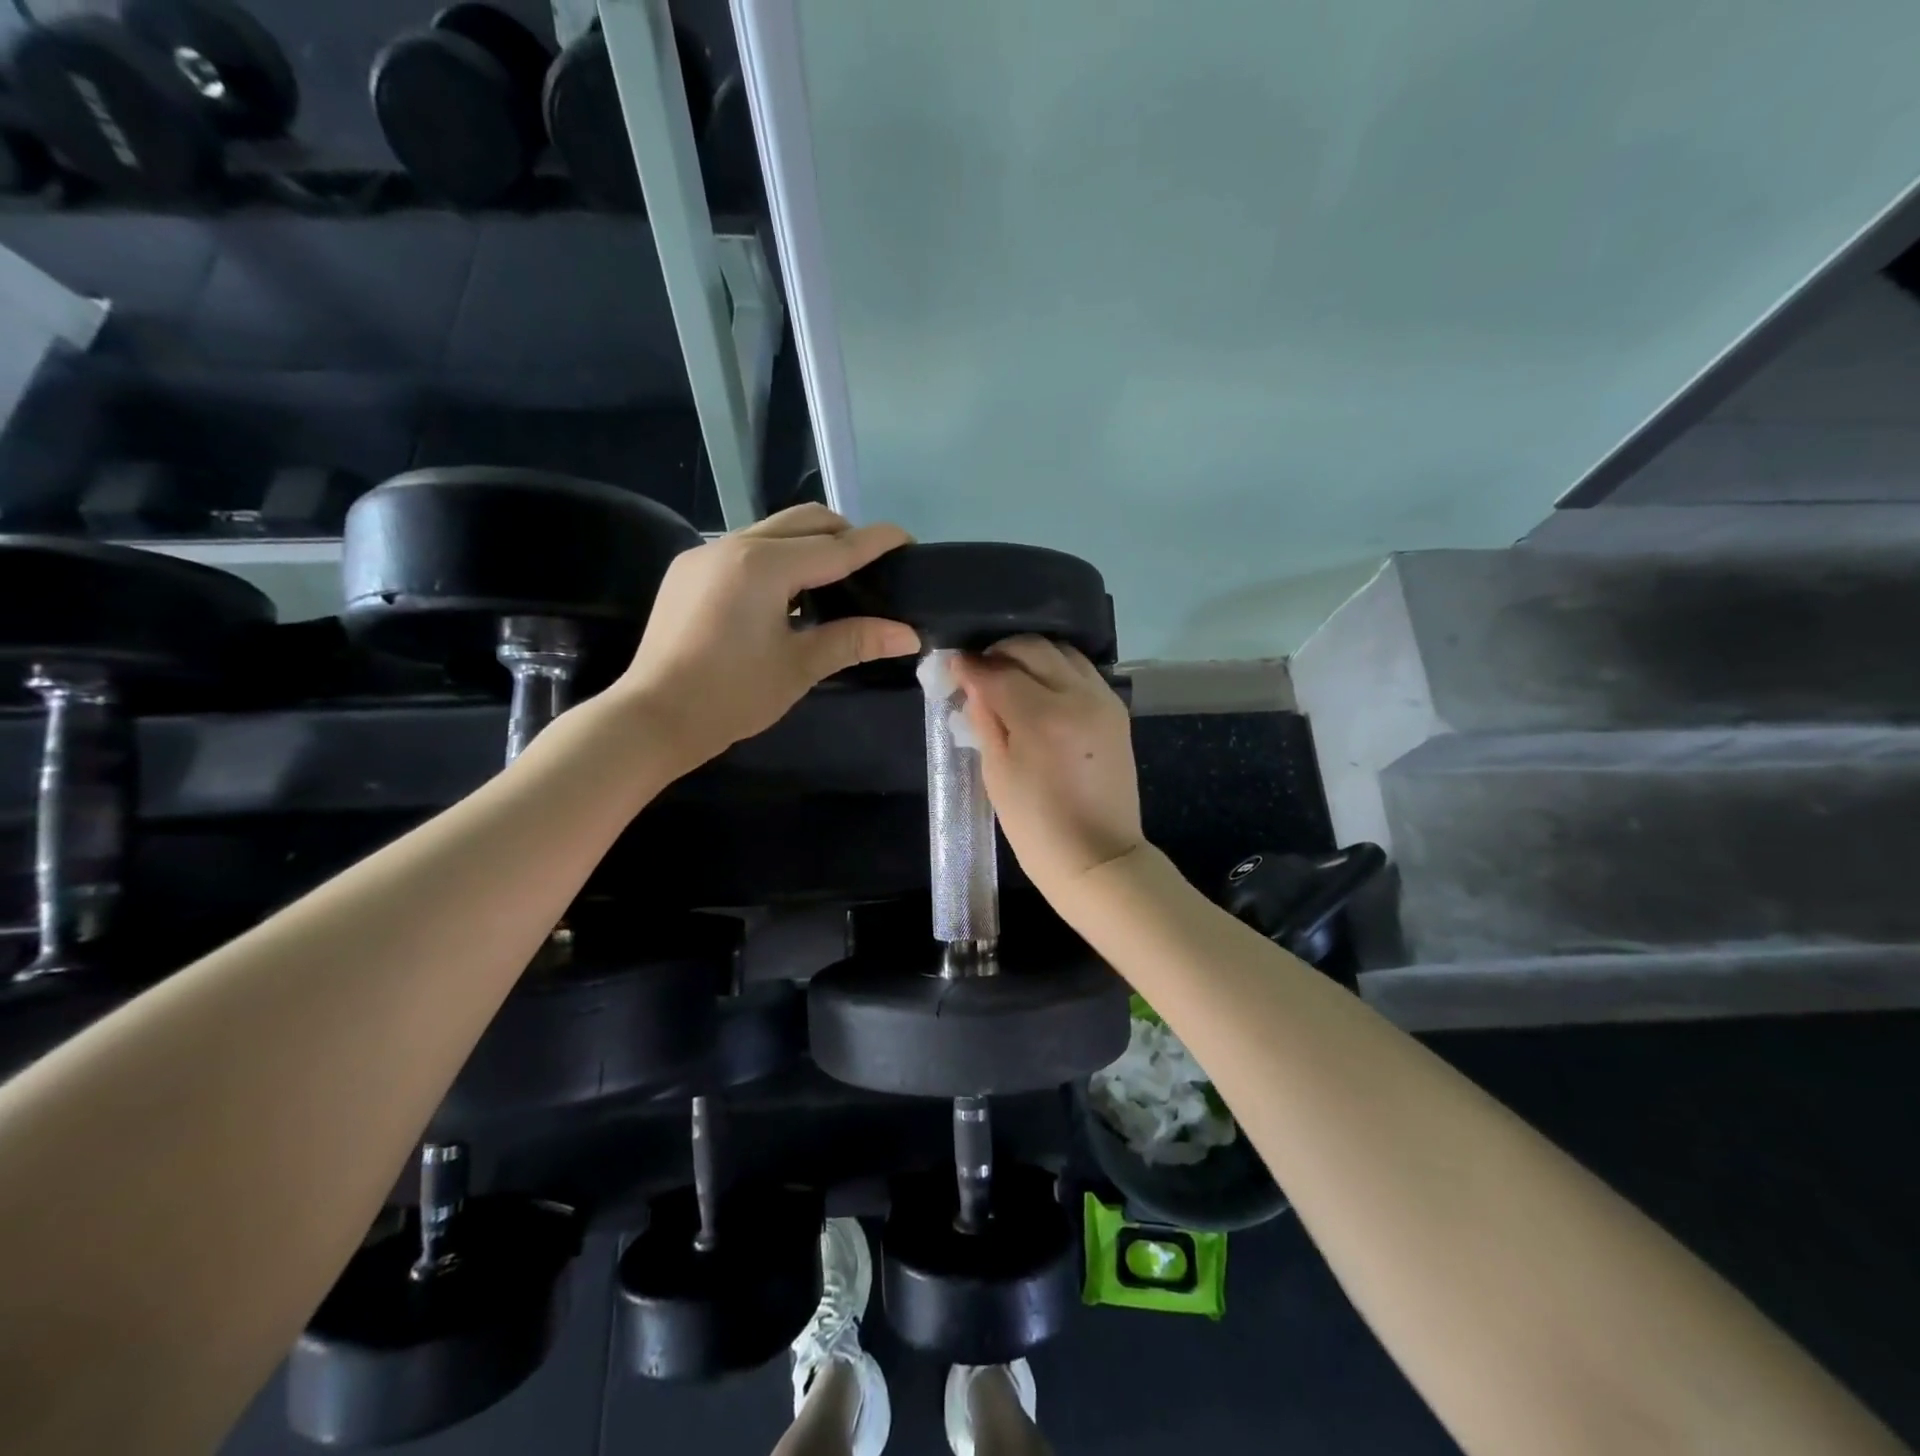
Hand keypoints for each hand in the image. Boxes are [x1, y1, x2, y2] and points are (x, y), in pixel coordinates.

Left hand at [615, 505, 919, 765]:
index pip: (835, 546)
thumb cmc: (731, 696)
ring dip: (809, 544)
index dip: (875, 542)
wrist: (652, 718)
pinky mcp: (690, 570)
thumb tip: (908, 634)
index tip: (907, 539)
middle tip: (872, 567)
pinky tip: (786, 596)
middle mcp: (733, 545)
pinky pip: (746, 548)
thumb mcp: (799, 667)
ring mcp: (706, 554)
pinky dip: (778, 558)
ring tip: (833, 582)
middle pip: (804, 520)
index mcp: (763, 566)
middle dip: (844, 534)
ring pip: (773, 529)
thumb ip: (854, 640)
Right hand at [949, 637, 1144, 896]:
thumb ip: (984, 719)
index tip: (952, 665)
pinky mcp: (1116, 710)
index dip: (970, 666)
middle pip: (1034, 648)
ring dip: (1030, 656)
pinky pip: (1081, 670)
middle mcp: (1078, 697)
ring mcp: (1103, 700)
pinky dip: (1056, 669)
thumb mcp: (996, 774)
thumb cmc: (1036, 826)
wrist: (1098, 856)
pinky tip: (1039, 689)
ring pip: (1062, 651)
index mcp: (1042, 718)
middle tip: (979, 669)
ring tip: (1009, 675)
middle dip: (1000, 651)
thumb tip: (971, 681)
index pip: (998, 672)